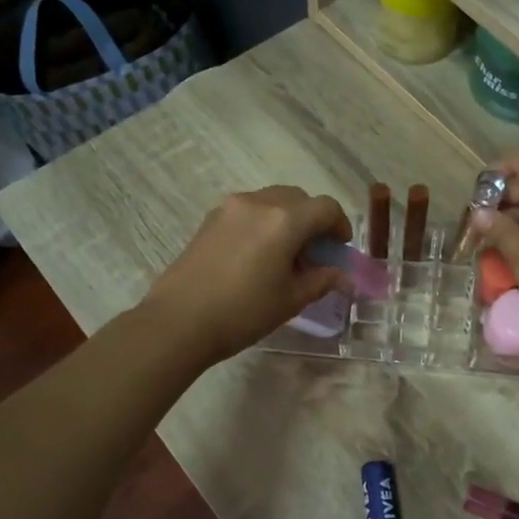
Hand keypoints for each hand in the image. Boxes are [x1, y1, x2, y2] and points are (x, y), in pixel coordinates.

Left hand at [143, 187, 350, 363]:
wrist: (179, 321)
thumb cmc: (243, 312)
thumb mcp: (290, 300)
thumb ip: (320, 280)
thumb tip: (339, 274)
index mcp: (285, 220)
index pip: (326, 208)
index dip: (340, 225)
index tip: (339, 249)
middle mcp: (259, 203)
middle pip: (298, 198)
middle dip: (313, 220)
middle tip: (315, 252)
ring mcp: (230, 207)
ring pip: (272, 201)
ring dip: (287, 218)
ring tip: (285, 253)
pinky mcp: (211, 219)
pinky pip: (248, 210)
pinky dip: (263, 222)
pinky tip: (258, 254)